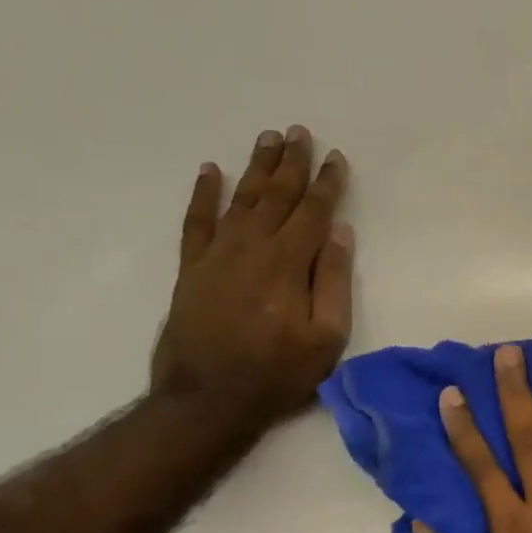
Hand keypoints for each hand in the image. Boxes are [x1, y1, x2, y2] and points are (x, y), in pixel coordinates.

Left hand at [150, 127, 352, 425]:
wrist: (207, 400)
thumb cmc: (278, 373)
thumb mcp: (327, 337)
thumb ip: (334, 281)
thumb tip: (340, 233)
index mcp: (289, 263)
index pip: (314, 211)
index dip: (328, 183)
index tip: (337, 157)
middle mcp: (253, 247)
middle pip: (277, 195)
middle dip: (292, 162)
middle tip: (300, 132)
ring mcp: (217, 255)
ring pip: (241, 198)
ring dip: (257, 166)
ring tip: (268, 138)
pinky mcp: (191, 268)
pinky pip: (196, 221)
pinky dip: (203, 194)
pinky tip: (210, 170)